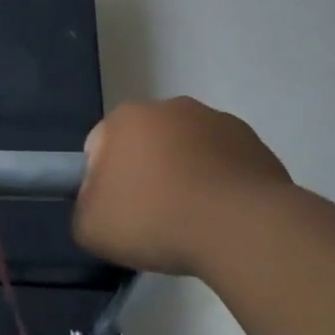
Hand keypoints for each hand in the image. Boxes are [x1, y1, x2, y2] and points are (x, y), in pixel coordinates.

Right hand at [74, 97, 293, 275]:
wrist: (241, 227)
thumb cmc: (156, 219)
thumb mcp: (92, 228)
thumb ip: (84, 208)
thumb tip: (97, 203)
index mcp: (125, 117)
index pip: (99, 146)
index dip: (103, 183)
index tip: (118, 214)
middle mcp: (167, 106)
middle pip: (145, 143)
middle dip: (145, 173)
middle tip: (153, 219)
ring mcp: (214, 119)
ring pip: (187, 149)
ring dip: (185, 174)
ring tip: (193, 221)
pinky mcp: (251, 141)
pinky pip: (223, 162)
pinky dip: (219, 182)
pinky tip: (222, 215)